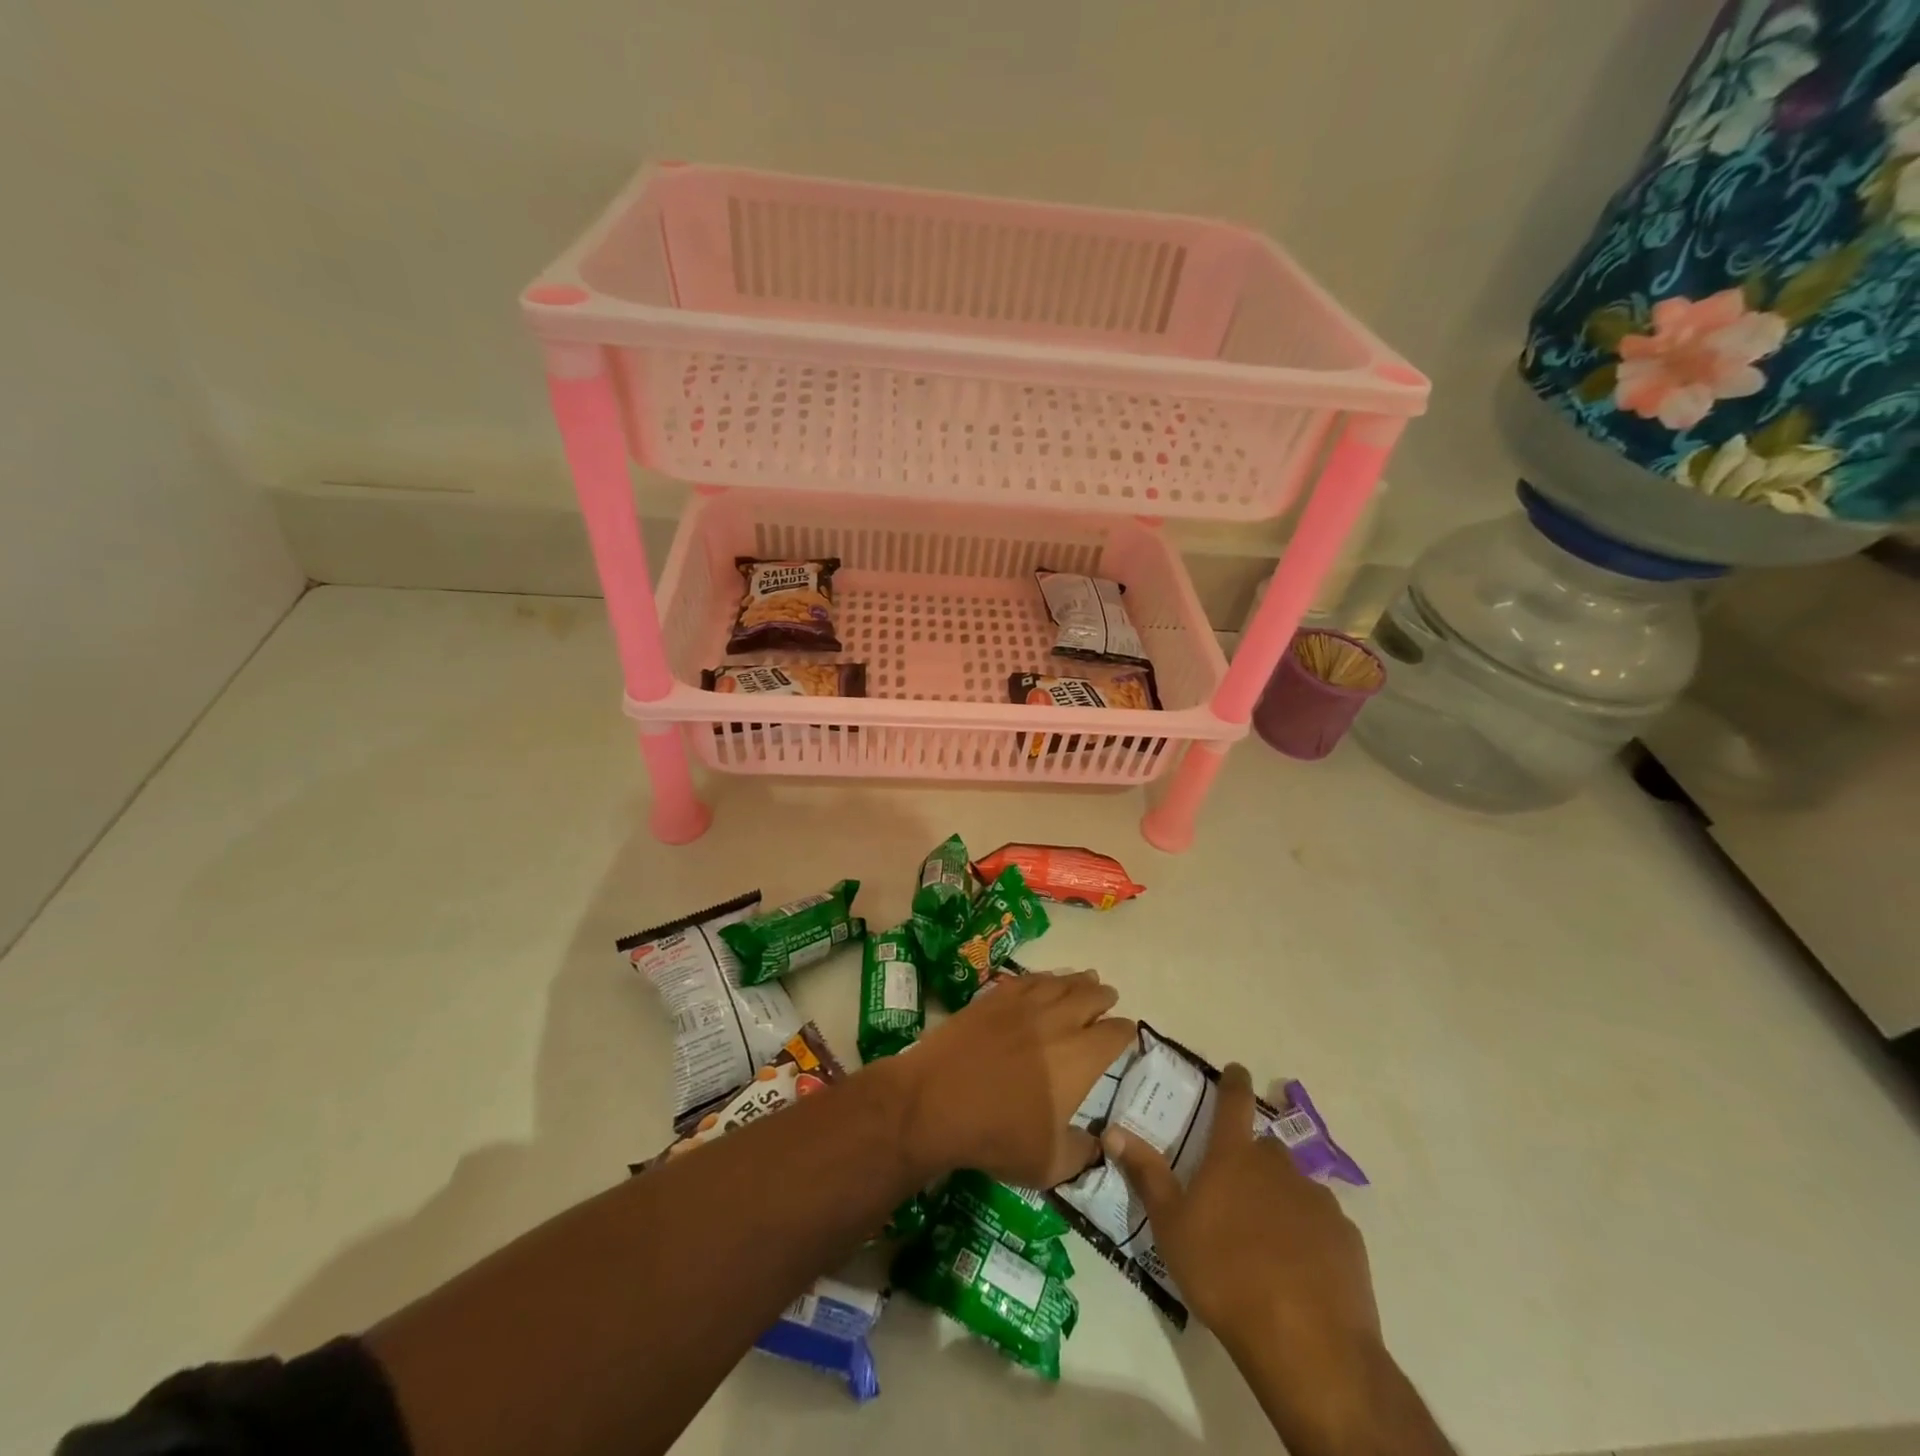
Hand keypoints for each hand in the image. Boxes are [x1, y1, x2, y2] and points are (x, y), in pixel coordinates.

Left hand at [879, 969, 1134, 1188]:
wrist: (935, 1101)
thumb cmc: (998, 1135)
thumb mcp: (1049, 1163)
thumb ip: (1082, 1152)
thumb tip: (1097, 1143)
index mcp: (1080, 1056)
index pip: (1115, 1033)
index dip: (1125, 1032)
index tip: (1126, 1033)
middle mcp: (1058, 1021)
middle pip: (1090, 996)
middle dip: (1104, 997)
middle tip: (1108, 997)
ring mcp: (1023, 1004)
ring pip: (1060, 982)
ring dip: (1077, 980)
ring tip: (1086, 978)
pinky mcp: (992, 998)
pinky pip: (1026, 979)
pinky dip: (1042, 977)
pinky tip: (1042, 980)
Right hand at [1103, 1062, 1379, 1359]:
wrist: (1307, 1342)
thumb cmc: (1224, 1273)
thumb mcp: (1171, 1226)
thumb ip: (1146, 1174)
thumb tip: (1112, 1129)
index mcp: (1234, 1156)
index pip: (1234, 1101)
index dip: (1234, 1082)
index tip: (1237, 1070)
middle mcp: (1278, 1166)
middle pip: (1265, 1149)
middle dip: (1252, 1159)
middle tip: (1236, 1189)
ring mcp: (1318, 1201)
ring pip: (1295, 1188)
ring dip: (1281, 1200)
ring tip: (1267, 1239)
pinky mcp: (1346, 1239)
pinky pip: (1322, 1226)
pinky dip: (1309, 1236)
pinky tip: (1300, 1269)